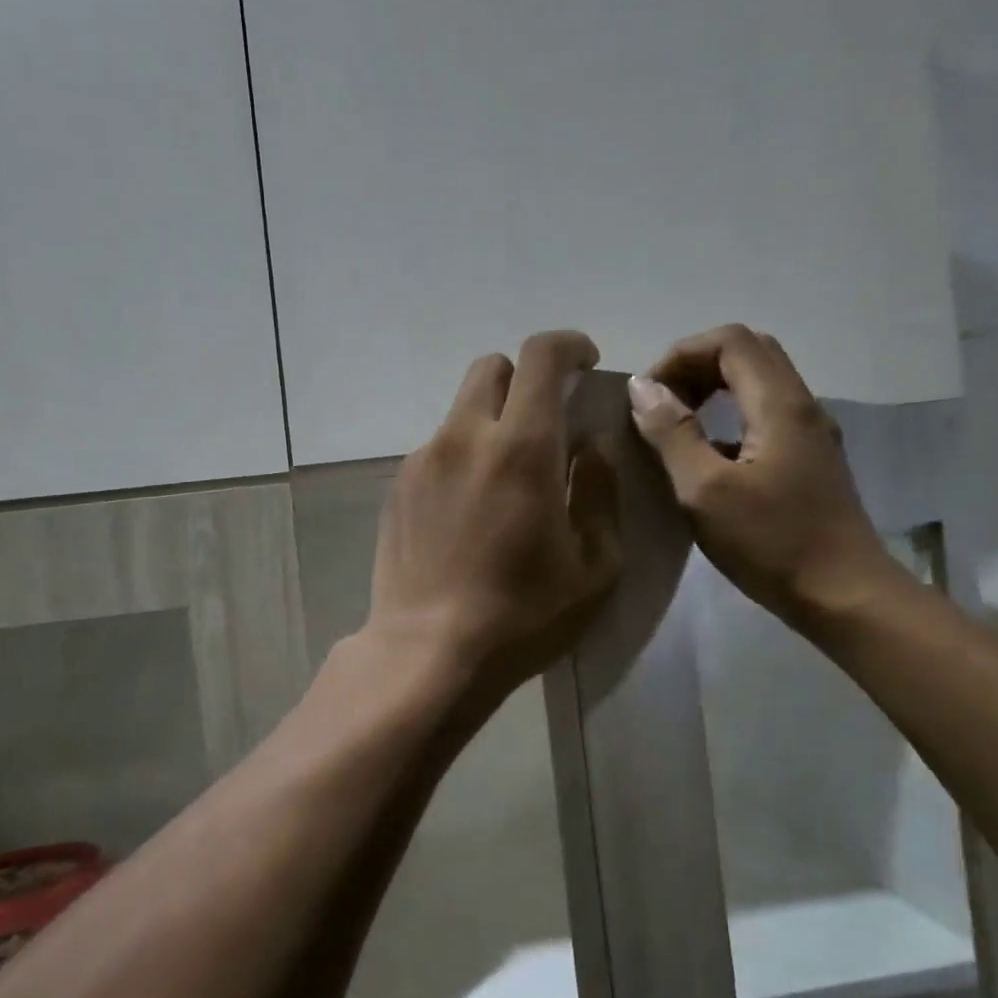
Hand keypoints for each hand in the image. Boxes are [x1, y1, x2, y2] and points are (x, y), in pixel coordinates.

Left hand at [368, 331, 622, 693]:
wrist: (428, 652)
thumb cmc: (523, 616)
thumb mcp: (595, 566)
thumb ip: (600, 492)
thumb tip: (592, 447)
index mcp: (521, 447)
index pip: (541, 356)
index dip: (569, 345)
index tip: (585, 362)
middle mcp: (465, 438)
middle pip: (491, 368)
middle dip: (524, 379)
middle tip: (546, 421)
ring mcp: (423, 461)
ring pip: (460, 410)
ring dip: (491, 422)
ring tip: (505, 479)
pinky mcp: (398, 488)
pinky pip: (437, 449)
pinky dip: (462, 456)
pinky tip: (469, 510)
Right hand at [628, 325, 901, 625]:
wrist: (842, 594)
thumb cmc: (770, 542)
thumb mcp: (704, 490)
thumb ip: (672, 433)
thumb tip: (642, 387)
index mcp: (779, 404)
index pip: (730, 341)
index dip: (681, 354)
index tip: (647, 394)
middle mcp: (801, 406)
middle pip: (748, 353)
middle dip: (696, 366)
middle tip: (660, 403)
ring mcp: (809, 434)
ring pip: (759, 384)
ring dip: (712, 390)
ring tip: (674, 425)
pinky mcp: (808, 461)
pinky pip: (765, 416)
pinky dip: (728, 417)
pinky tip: (705, 457)